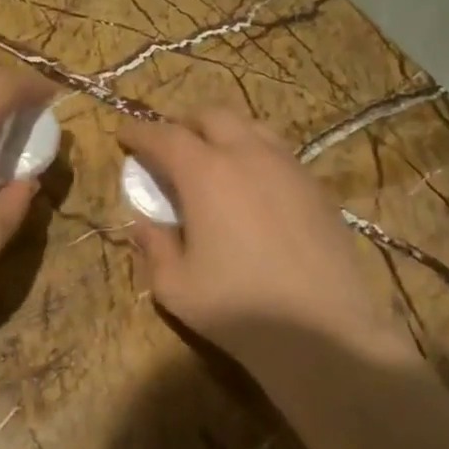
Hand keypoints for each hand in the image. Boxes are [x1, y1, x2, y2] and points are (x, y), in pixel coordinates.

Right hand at [120, 111, 409, 376]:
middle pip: (212, 116)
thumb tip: (144, 224)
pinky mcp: (317, 188)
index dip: (140, 132)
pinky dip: (255, 154)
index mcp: (206, 173)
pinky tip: (253, 186)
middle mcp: (248, 156)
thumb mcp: (176, 287)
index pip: (165, 136)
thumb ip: (154, 247)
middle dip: (184, 123)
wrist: (325, 332)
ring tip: (212, 158)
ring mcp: (289, 168)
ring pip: (251, 127)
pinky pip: (279, 153)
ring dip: (224, 133)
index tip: (123, 136)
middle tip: (169, 145)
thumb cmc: (239, 309)